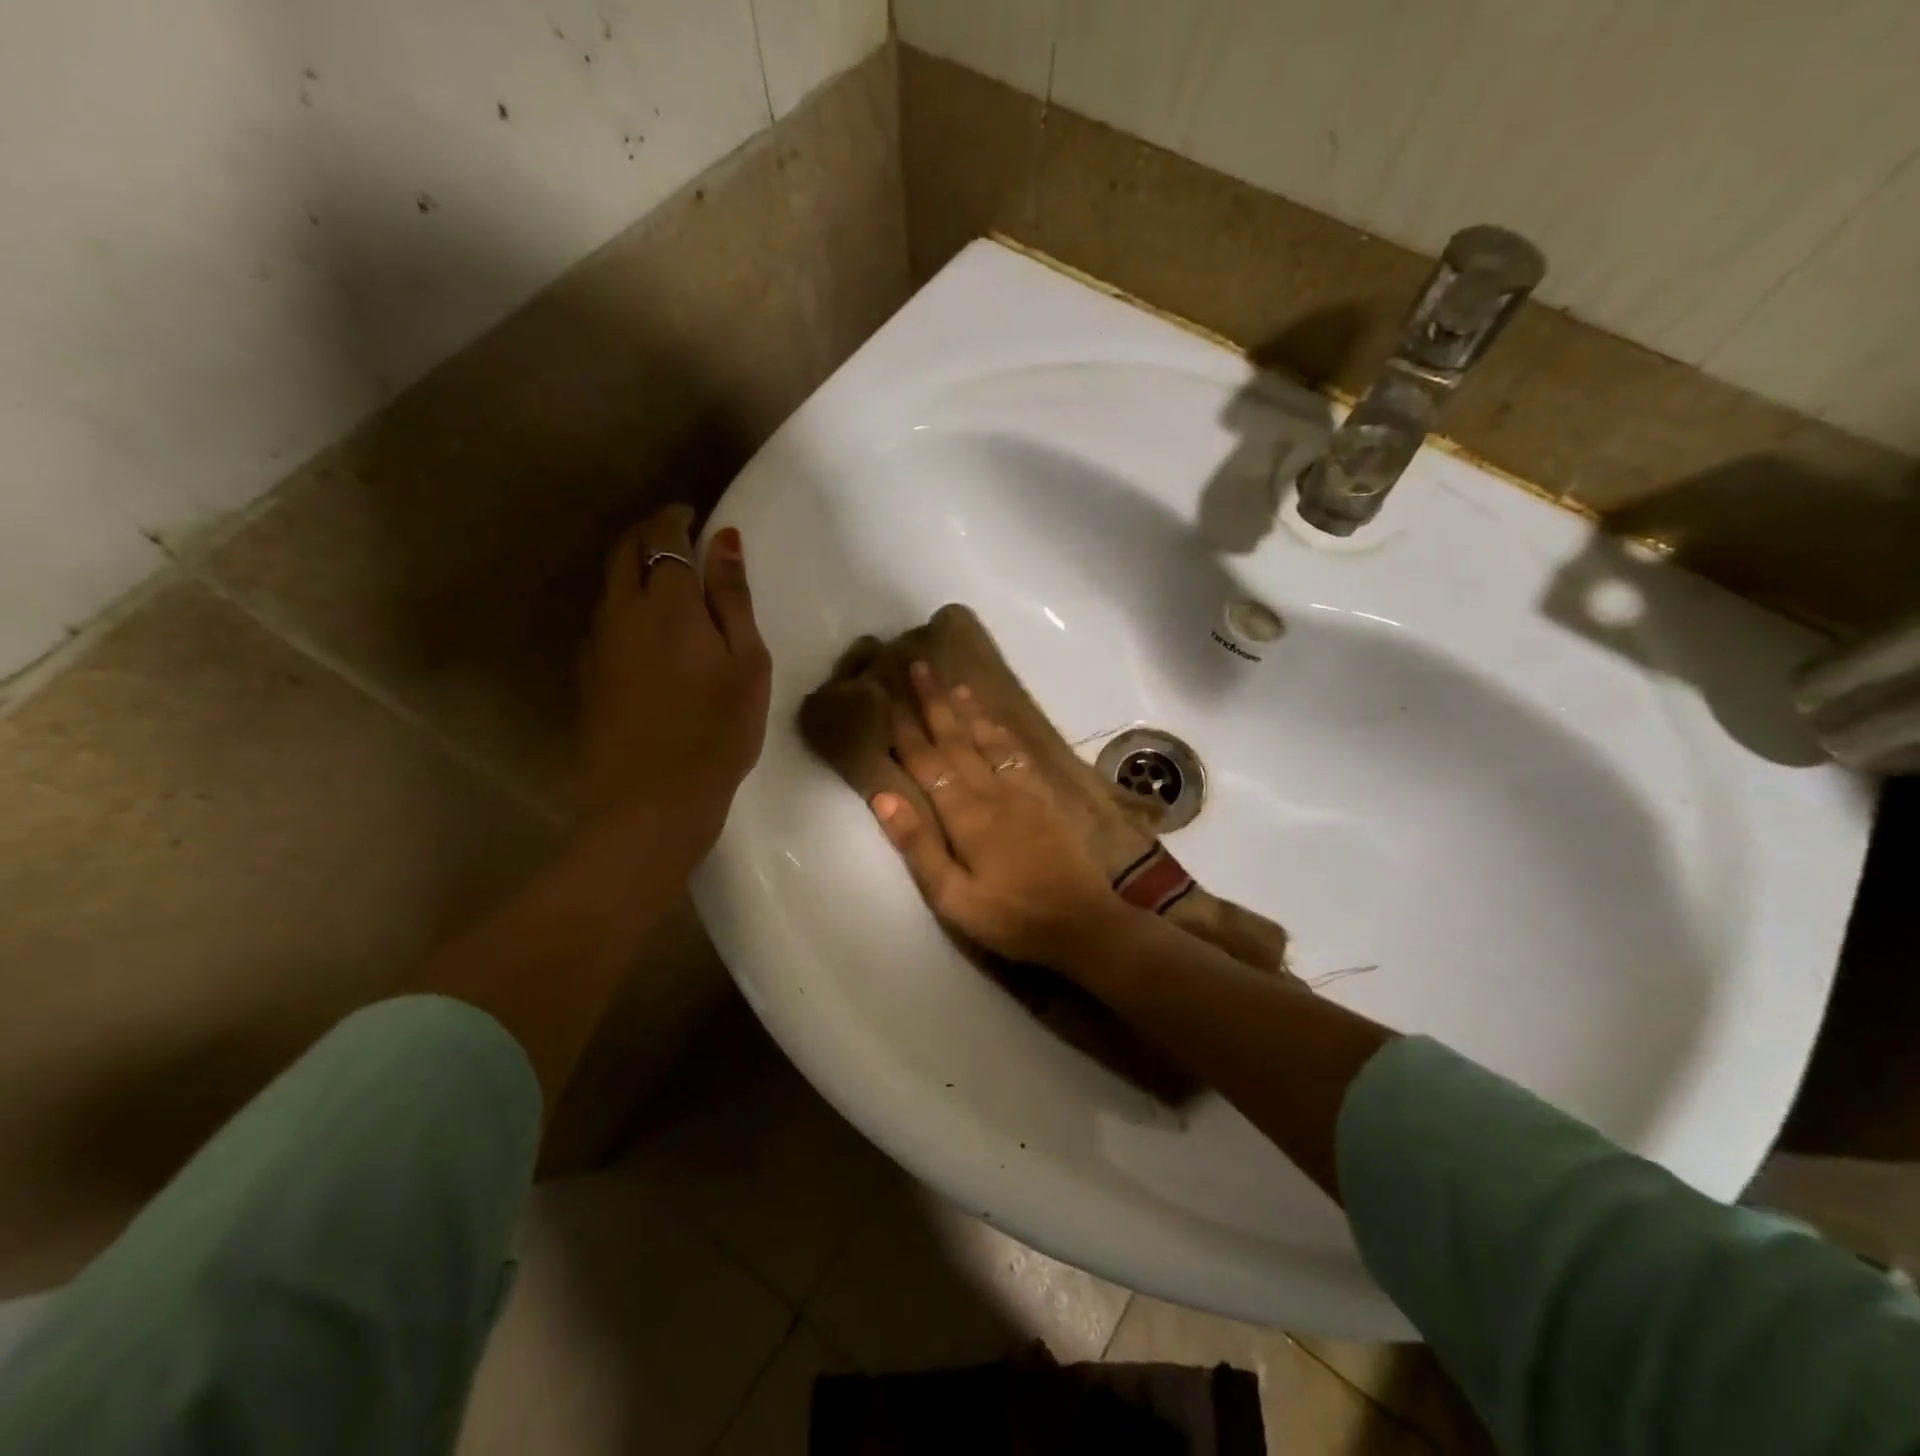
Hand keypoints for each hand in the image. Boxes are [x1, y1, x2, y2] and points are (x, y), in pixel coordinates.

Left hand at [576, 506, 769, 863]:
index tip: (694, 514)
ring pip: (609, 583)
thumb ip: (733, 599)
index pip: (663, 536)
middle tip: (677, 534)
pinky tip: (646, 627)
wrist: (651, 800)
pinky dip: (624, 601)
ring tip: (665, 577)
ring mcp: (598, 643)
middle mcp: (623, 611)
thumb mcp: (746, 664)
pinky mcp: (588, 673)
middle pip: (625, 550)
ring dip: (633, 565)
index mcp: (668, 603)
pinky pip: (604, 617)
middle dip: (648, 531)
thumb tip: (724, 539)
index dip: (677, 517)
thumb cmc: (717, 732)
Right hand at [871, 661, 1133, 973]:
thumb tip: (884, 795)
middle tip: (920, 665)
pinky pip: (1018, 754)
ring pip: (989, 739)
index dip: (906, 729)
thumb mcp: (952, 897)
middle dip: (936, 702)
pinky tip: (997, 723)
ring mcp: (1023, 791)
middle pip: (957, 738)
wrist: (1081, 923)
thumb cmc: (1010, 917)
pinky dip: (1003, 732)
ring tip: (956, 683)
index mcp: (965, 814)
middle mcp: (992, 791)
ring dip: (969, 709)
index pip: (927, 762)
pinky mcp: (1045, 799)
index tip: (888, 696)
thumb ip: (918, 844)